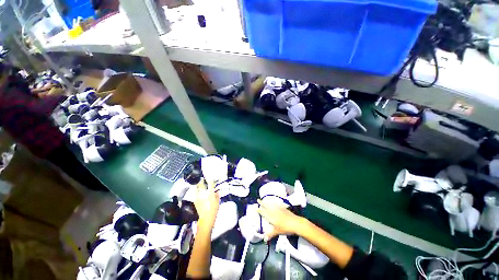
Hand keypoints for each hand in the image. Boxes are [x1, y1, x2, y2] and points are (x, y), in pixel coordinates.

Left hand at [193, 178, 219, 229]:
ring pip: (197, 189)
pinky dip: (194, 190)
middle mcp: (204, 194)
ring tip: (197, 181)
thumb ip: (217, 196)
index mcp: (211, 193)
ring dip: (197, 185)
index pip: (211, 184)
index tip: (211, 178)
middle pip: (202, 185)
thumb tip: (217, 191)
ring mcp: (199, 197)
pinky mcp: (195, 201)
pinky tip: (195, 189)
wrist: (206, 219)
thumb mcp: (218, 202)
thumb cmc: (214, 211)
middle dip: (202, 181)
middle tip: (202, 178)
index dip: (211, 180)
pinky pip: (194, 194)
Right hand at [257, 199, 305, 239]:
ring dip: (267, 202)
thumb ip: (270, 234)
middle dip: (262, 203)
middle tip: (258, 200)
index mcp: (271, 216)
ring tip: (265, 201)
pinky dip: (274, 203)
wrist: (295, 223)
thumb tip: (264, 238)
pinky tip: (274, 204)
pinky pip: (276, 204)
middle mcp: (274, 211)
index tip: (256, 208)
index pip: (263, 212)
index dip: (259, 210)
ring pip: (271, 204)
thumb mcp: (277, 232)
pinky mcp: (283, 208)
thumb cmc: (285, 228)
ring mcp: (279, 208)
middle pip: (266, 206)